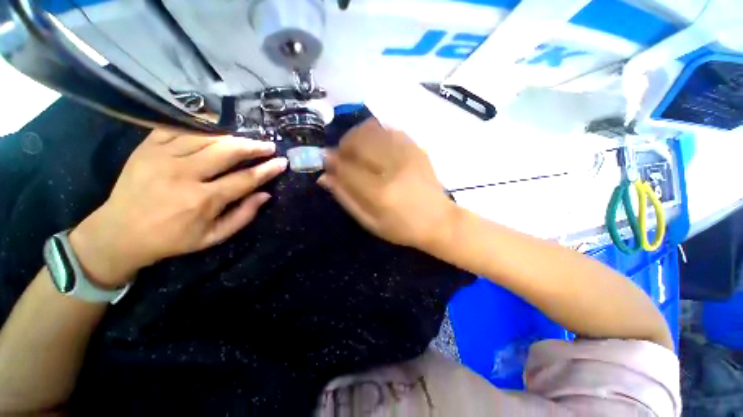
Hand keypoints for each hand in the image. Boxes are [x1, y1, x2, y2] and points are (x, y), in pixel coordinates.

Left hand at [69, 130, 286, 286]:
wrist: (119, 232)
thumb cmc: (172, 239)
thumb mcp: (213, 237)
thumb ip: (243, 216)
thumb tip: (266, 194)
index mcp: (202, 200)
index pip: (245, 179)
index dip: (267, 170)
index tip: (282, 162)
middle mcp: (184, 175)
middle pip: (228, 151)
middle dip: (254, 147)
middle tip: (268, 146)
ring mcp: (162, 157)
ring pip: (206, 137)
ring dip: (232, 137)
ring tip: (246, 140)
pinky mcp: (146, 148)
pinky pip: (177, 128)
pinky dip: (199, 126)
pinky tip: (214, 129)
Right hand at [319, 118, 456, 249]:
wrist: (440, 221)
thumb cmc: (403, 228)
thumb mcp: (370, 222)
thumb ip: (346, 199)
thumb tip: (325, 177)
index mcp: (380, 193)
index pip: (346, 168)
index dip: (332, 163)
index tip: (325, 161)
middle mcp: (393, 168)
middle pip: (358, 141)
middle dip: (343, 145)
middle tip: (341, 156)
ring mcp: (408, 155)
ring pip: (373, 130)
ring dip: (357, 136)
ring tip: (357, 150)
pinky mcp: (417, 149)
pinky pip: (390, 130)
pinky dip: (376, 134)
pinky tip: (375, 147)